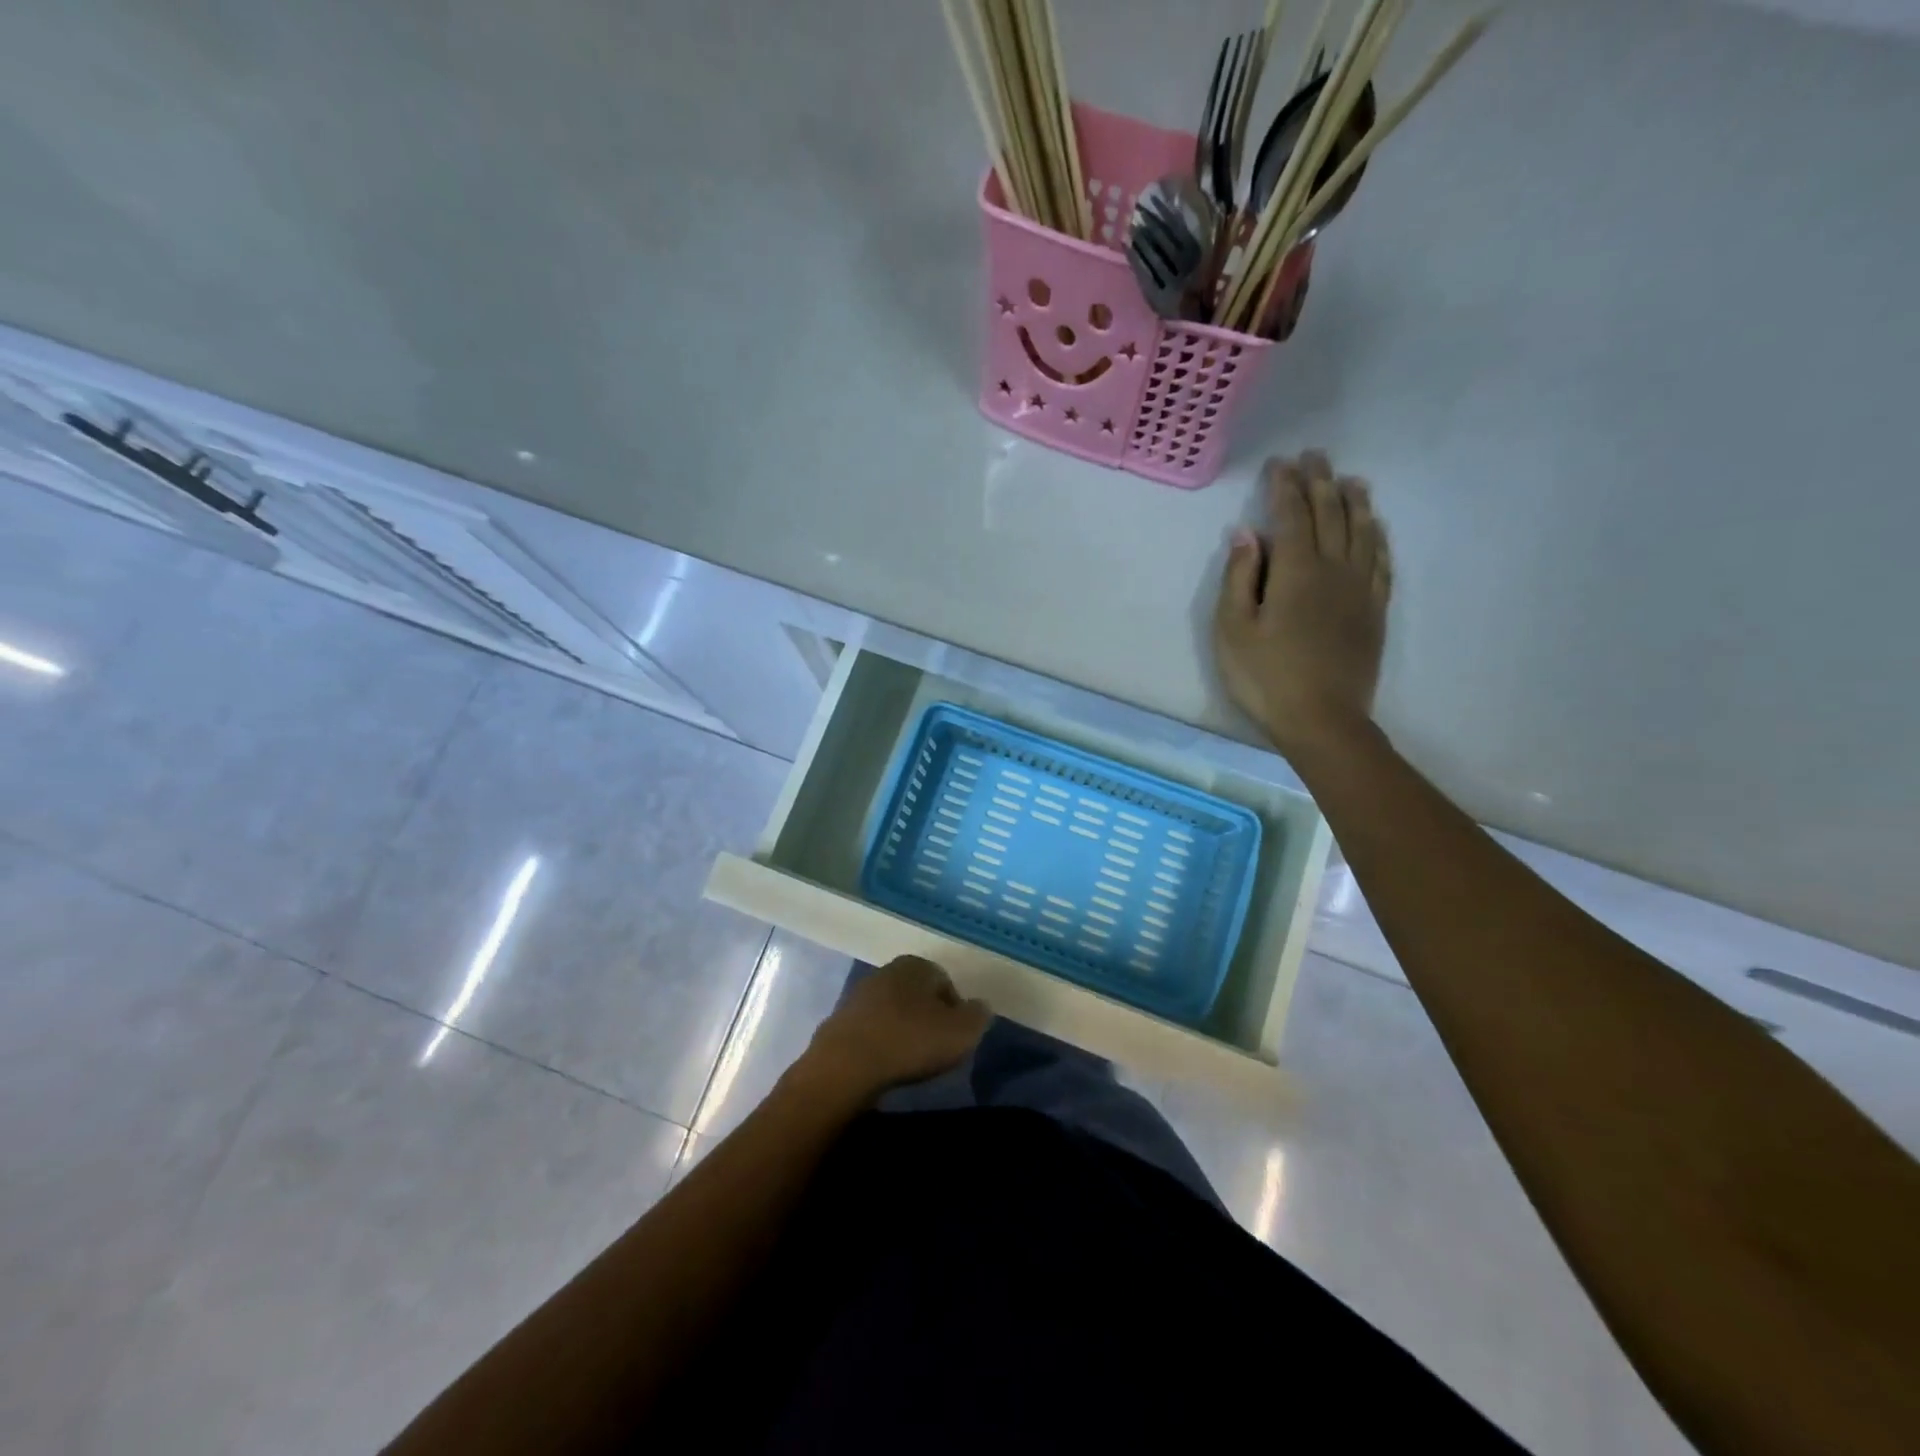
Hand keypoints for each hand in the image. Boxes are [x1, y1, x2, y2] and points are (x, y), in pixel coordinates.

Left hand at [794, 956, 990, 1105]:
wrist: (845, 1066)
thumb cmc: (910, 1042)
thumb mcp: (961, 1032)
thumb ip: (977, 1016)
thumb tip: (979, 1007)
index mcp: (916, 965)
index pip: (945, 982)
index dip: (956, 1011)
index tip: (956, 1038)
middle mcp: (886, 971)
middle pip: (917, 994)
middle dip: (928, 1018)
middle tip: (936, 1049)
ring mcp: (858, 995)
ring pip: (892, 1011)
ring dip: (902, 1030)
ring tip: (910, 1061)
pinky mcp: (838, 1021)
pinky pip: (870, 1030)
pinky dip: (880, 1043)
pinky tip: (884, 1065)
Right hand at [1213, 452, 1392, 759]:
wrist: (1322, 719)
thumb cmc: (1266, 677)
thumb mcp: (1233, 630)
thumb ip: (1238, 578)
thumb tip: (1246, 534)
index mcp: (1295, 571)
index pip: (1291, 515)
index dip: (1284, 486)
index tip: (1278, 463)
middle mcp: (1333, 568)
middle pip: (1330, 514)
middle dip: (1319, 482)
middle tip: (1313, 457)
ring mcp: (1360, 588)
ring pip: (1362, 531)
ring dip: (1354, 501)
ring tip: (1349, 480)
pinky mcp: (1374, 610)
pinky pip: (1381, 560)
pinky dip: (1376, 536)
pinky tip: (1374, 527)